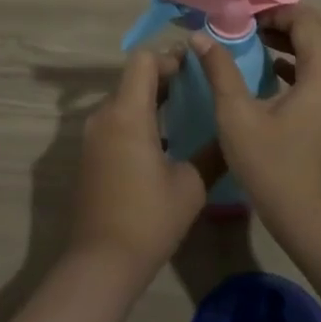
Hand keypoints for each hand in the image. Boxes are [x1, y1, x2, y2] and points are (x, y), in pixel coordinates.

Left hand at [67, 48, 208, 282]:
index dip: (170, 58)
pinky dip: (138, 119)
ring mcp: (92, 136)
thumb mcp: (190, 186)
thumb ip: (212, 152)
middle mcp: (104, 116)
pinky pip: (115, 122)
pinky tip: (164, 141)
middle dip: (164, 77)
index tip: (195, 67)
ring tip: (185, 112)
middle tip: (197, 87)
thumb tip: (230, 133)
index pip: (143, 61)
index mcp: (127, 113)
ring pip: (123, 101)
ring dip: (150, 99)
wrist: (100, 263)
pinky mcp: (90, 155)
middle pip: (132, 78)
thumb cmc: (148, 219)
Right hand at [193, 4, 320, 230]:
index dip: (272, 9)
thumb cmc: (275, 169)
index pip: (304, 17)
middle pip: (319, 27)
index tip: (240, 13)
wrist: (317, 223)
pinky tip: (269, 69)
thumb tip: (201, 37)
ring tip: (252, 39)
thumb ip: (220, 71)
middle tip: (248, 22)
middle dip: (284, 20)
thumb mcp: (238, 118)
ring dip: (291, 39)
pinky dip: (299, 61)